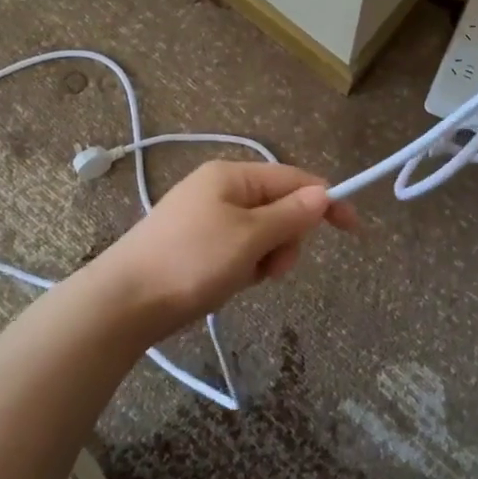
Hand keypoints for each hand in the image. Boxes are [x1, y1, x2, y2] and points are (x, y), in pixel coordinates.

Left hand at [86, 160, 358, 340]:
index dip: (326, 202)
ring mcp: (205, 216)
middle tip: (273, 268)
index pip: (294, 179)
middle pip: (279, 207)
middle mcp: (219, 188)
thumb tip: (324, 193)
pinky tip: (227, 284)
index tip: (353, 229)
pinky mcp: (196, 244)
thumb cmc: (191, 261)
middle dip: (286, 239)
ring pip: (261, 233)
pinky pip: (239, 249)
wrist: (124, 302)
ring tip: (245, 279)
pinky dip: (244, 266)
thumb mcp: (249, 237)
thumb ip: (291, 215)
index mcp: (232, 176)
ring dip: (265, 257)